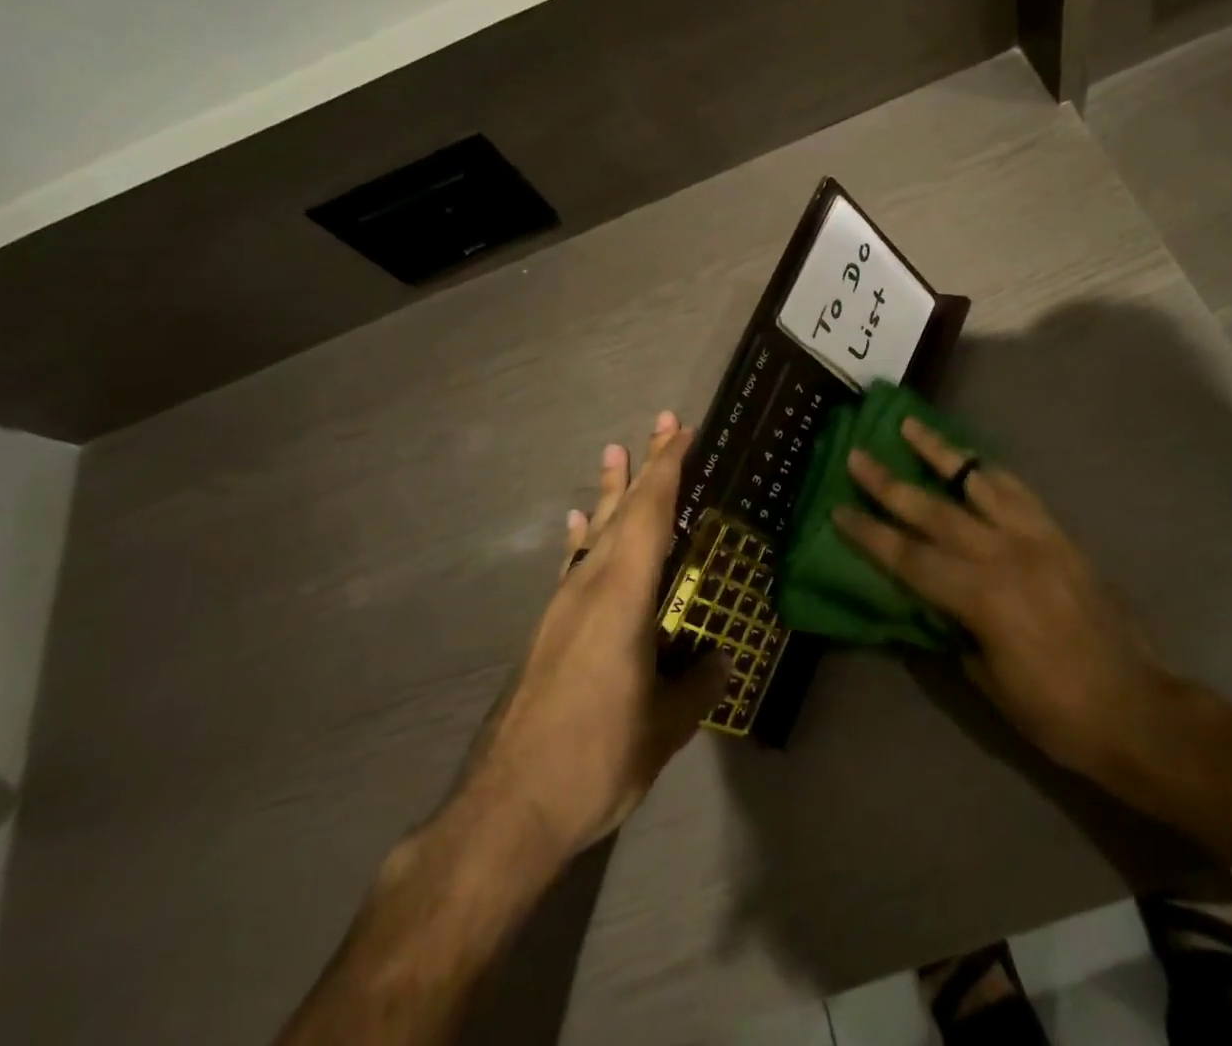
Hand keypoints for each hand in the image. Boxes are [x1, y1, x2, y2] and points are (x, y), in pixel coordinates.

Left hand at [469, 413, 727, 857]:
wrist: (508, 808)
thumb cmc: (596, 758)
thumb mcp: (664, 726)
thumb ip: (698, 684)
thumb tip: (723, 659)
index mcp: (622, 596)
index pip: (649, 515)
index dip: (667, 469)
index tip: (680, 431)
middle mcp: (589, 586)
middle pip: (621, 511)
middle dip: (645, 466)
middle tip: (661, 424)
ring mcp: (563, 606)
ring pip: (593, 532)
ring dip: (609, 493)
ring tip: (613, 453)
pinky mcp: (549, 629)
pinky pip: (571, 565)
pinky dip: (579, 537)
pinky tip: (575, 525)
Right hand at [832, 417, 1174, 787]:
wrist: (1137, 710)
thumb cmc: (1055, 712)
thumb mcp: (987, 679)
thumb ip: (953, 627)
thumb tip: (931, 599)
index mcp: (981, 596)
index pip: (909, 557)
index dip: (870, 534)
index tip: (839, 510)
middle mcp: (1004, 554)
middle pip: (934, 510)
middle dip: (890, 483)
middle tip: (858, 455)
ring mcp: (1036, 538)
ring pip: (978, 482)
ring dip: (941, 453)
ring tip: (912, 427)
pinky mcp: (1059, 535)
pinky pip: (1018, 491)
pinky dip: (989, 471)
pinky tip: (973, 460)